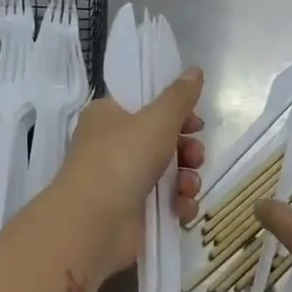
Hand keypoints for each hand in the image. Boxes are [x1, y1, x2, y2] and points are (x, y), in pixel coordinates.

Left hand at [57, 70, 205, 273]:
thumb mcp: (157, 119)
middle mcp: (112, 146)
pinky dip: (178, 205)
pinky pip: (165, 203)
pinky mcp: (133, 212)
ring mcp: (122, 181)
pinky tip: (182, 208)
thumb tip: (195, 70)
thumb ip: (180, 96)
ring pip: (168, 173)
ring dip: (187, 179)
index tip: (196, 121)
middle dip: (187, 149)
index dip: (175, 112)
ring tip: (188, 187)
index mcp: (108, 116)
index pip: (146, 106)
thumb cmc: (122, 158)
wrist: (95, 222)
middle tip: (195, 156)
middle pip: (162, 141)